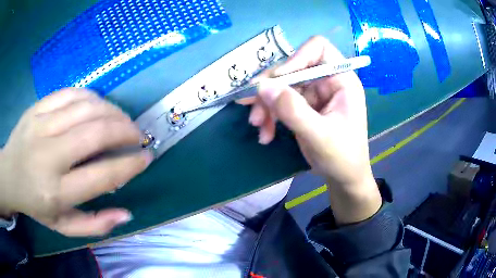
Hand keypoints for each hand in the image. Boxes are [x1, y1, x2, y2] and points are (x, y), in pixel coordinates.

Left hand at [0, 89, 152, 235]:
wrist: (9, 175)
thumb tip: (126, 213)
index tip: (146, 157)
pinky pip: (70, 93)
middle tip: (138, 134)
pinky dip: (92, 97)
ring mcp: (40, 125)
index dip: (129, 165)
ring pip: (85, 108)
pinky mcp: (37, 107)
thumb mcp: (63, 226)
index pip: (101, 175)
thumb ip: (95, 225)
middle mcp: (48, 156)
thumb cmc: (35, 204)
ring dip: (112, 111)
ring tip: (123, 119)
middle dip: (125, 130)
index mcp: (56, 192)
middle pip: (94, 134)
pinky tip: (100, 106)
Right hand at [238, 36, 380, 223]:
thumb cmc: (342, 157)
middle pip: (293, 68)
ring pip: (282, 86)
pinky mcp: (303, 106)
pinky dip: (269, 116)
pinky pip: (280, 102)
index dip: (296, 58)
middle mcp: (327, 81)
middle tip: (252, 108)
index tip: (279, 80)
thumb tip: (261, 86)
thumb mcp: (319, 135)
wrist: (343, 178)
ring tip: (257, 125)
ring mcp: (314, 93)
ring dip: (266, 105)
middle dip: (271, 88)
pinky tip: (265, 134)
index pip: (319, 48)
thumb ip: (292, 110)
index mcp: (342, 80)